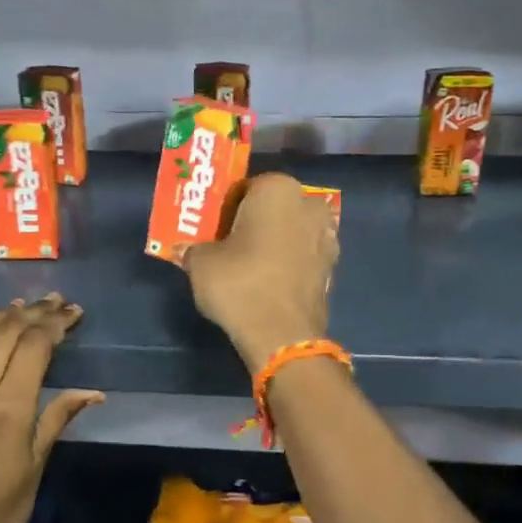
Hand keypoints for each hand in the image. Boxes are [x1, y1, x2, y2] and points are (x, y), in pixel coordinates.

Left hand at [0, 295, 103, 522]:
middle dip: (33, 312)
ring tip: (20, 306)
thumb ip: (59, 418)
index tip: (72, 313)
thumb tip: (94, 392)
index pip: (35, 347)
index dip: (56, 324)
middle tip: (53, 302)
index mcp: (11, 408)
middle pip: (6, 333)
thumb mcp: (37, 464)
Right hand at [183, 173, 338, 371]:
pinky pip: (302, 255)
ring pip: (290, 231)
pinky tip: (267, 282)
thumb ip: (194, 247)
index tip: (213, 229)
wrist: (282, 335)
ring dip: (273, 242)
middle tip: (228, 245)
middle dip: (254, 221)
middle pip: (273, 207)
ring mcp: (327, 236)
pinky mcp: (333, 267)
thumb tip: (189, 250)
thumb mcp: (200, 262)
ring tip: (247, 266)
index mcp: (277, 188)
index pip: (245, 187)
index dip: (226, 208)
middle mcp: (308, 204)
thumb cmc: (239, 284)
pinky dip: (287, 263)